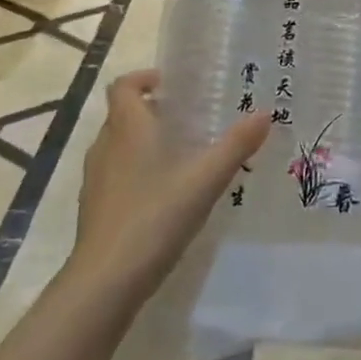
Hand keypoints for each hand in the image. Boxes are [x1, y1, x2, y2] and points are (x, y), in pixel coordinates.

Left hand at [71, 70, 270, 305]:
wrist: (106, 281)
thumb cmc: (155, 216)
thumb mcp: (205, 179)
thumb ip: (236, 145)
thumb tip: (265, 113)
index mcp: (129, 129)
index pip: (124, 86)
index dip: (144, 78)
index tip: (172, 84)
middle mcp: (106, 147)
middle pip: (123, 115)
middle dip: (153, 111)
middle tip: (190, 120)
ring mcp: (96, 180)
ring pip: (119, 146)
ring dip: (145, 143)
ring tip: (183, 156)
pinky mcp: (95, 210)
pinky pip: (116, 176)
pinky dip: (138, 173)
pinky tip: (166, 196)